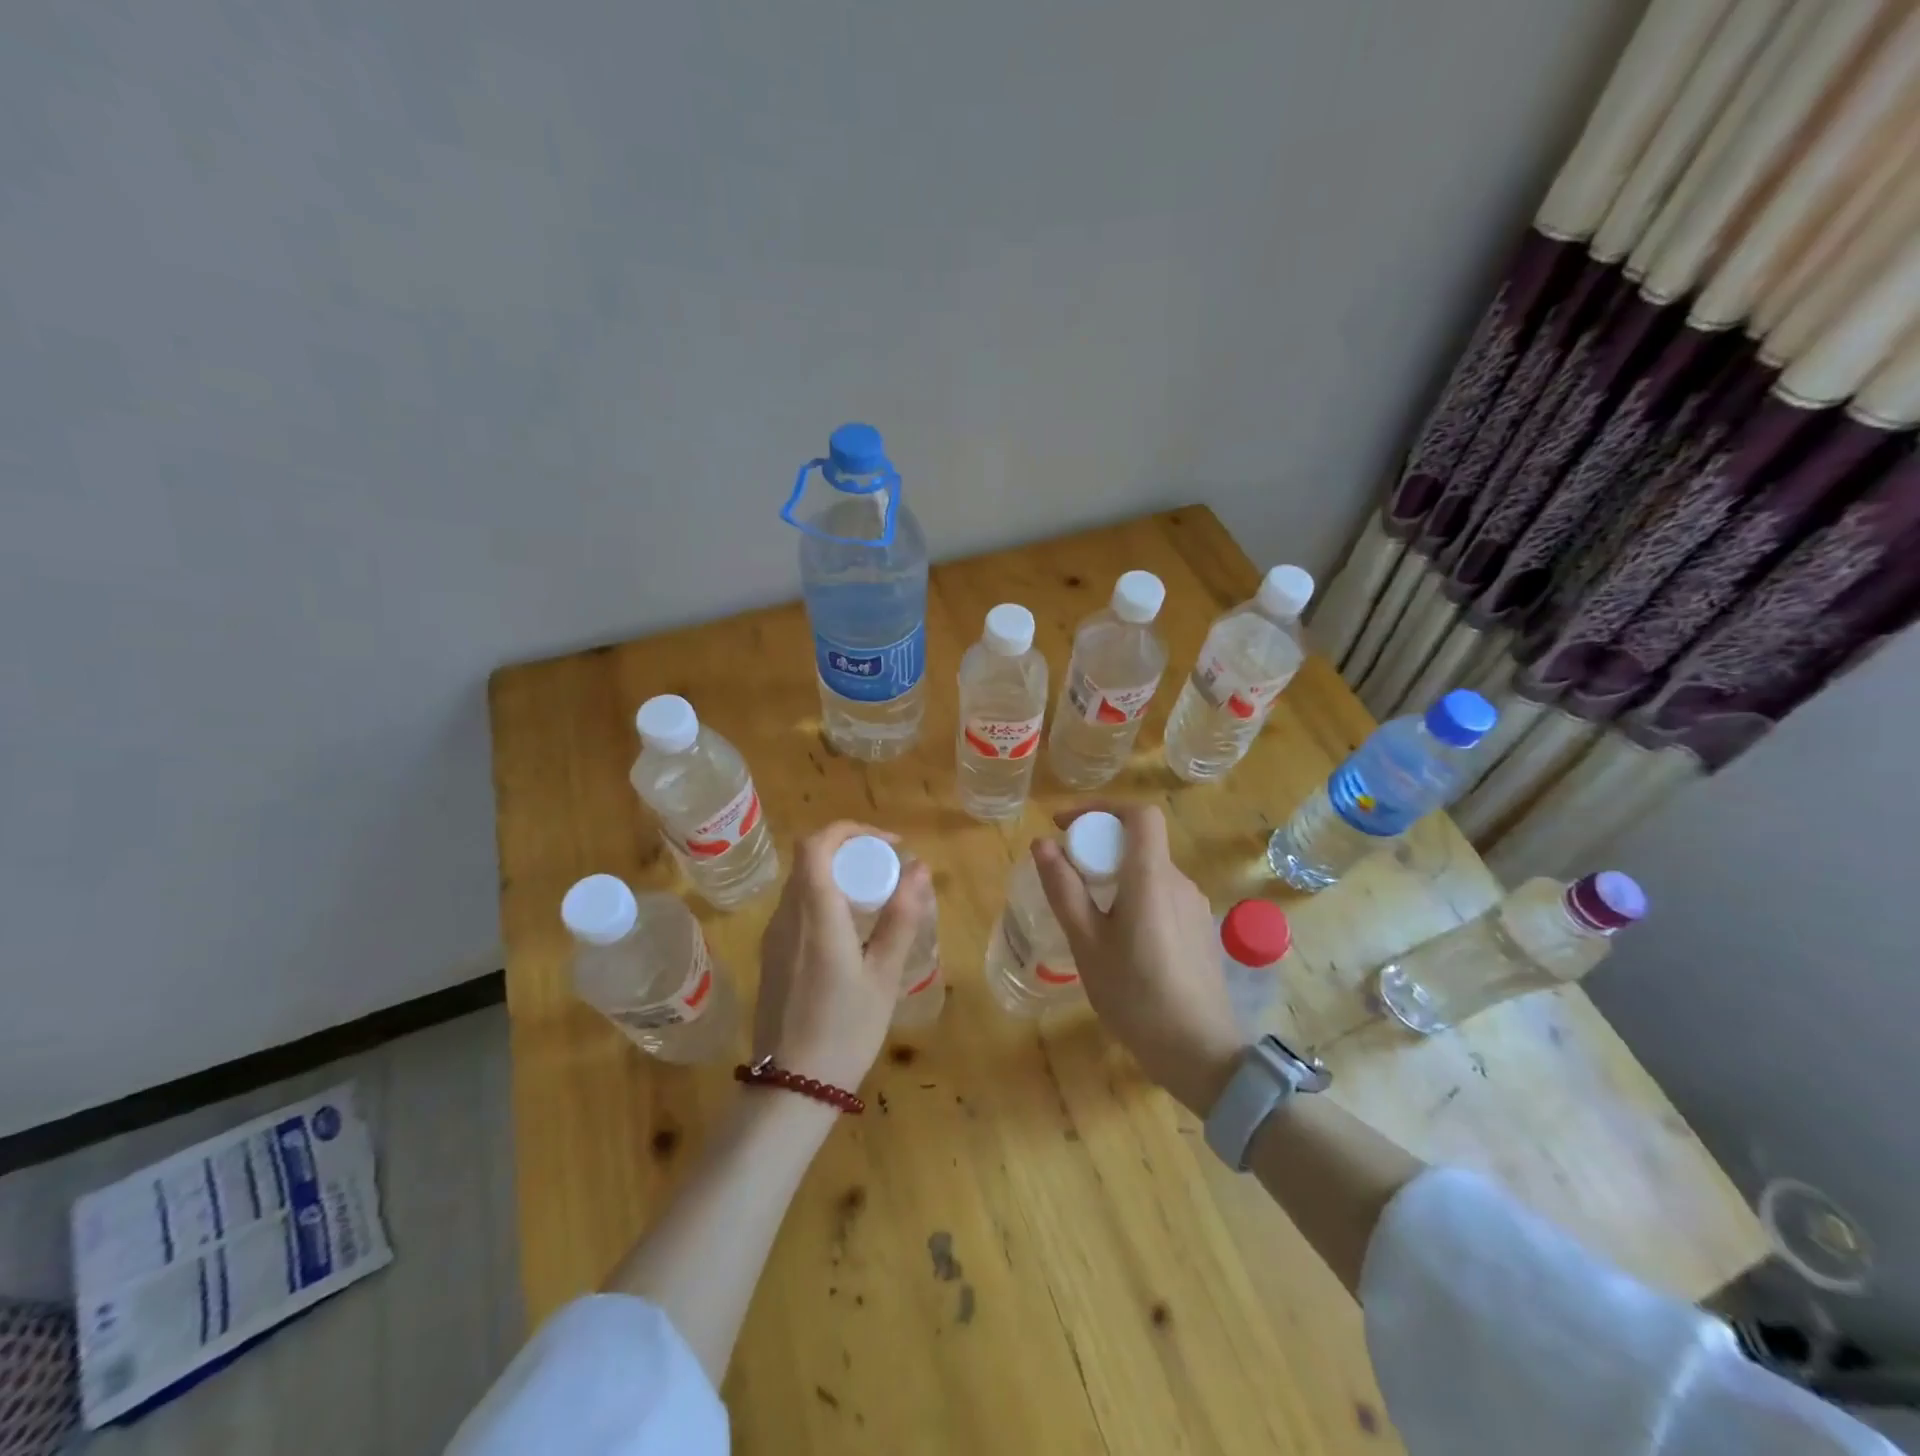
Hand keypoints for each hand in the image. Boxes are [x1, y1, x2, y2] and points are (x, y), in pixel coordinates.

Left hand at [754, 822, 933, 1092]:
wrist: (791, 1088)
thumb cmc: (845, 1030)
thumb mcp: (884, 975)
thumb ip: (901, 916)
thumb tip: (919, 868)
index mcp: (816, 914)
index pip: (817, 843)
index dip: (852, 831)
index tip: (889, 845)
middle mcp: (787, 915)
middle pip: (811, 859)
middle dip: (852, 852)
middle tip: (890, 872)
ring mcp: (774, 935)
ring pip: (803, 883)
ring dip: (838, 876)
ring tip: (877, 899)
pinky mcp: (771, 954)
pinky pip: (797, 908)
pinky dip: (826, 899)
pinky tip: (851, 931)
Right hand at [1032, 803, 1242, 1114]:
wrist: (1200, 1053)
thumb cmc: (1135, 995)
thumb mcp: (1087, 943)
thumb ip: (1064, 889)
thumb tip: (1043, 843)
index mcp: (1152, 877)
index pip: (1139, 814)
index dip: (1101, 808)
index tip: (1066, 826)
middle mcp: (1179, 882)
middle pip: (1140, 843)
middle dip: (1099, 846)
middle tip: (1067, 876)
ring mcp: (1195, 907)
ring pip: (1150, 872)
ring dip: (1116, 876)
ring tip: (1087, 914)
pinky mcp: (1200, 930)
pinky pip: (1162, 896)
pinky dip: (1135, 897)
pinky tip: (1119, 940)